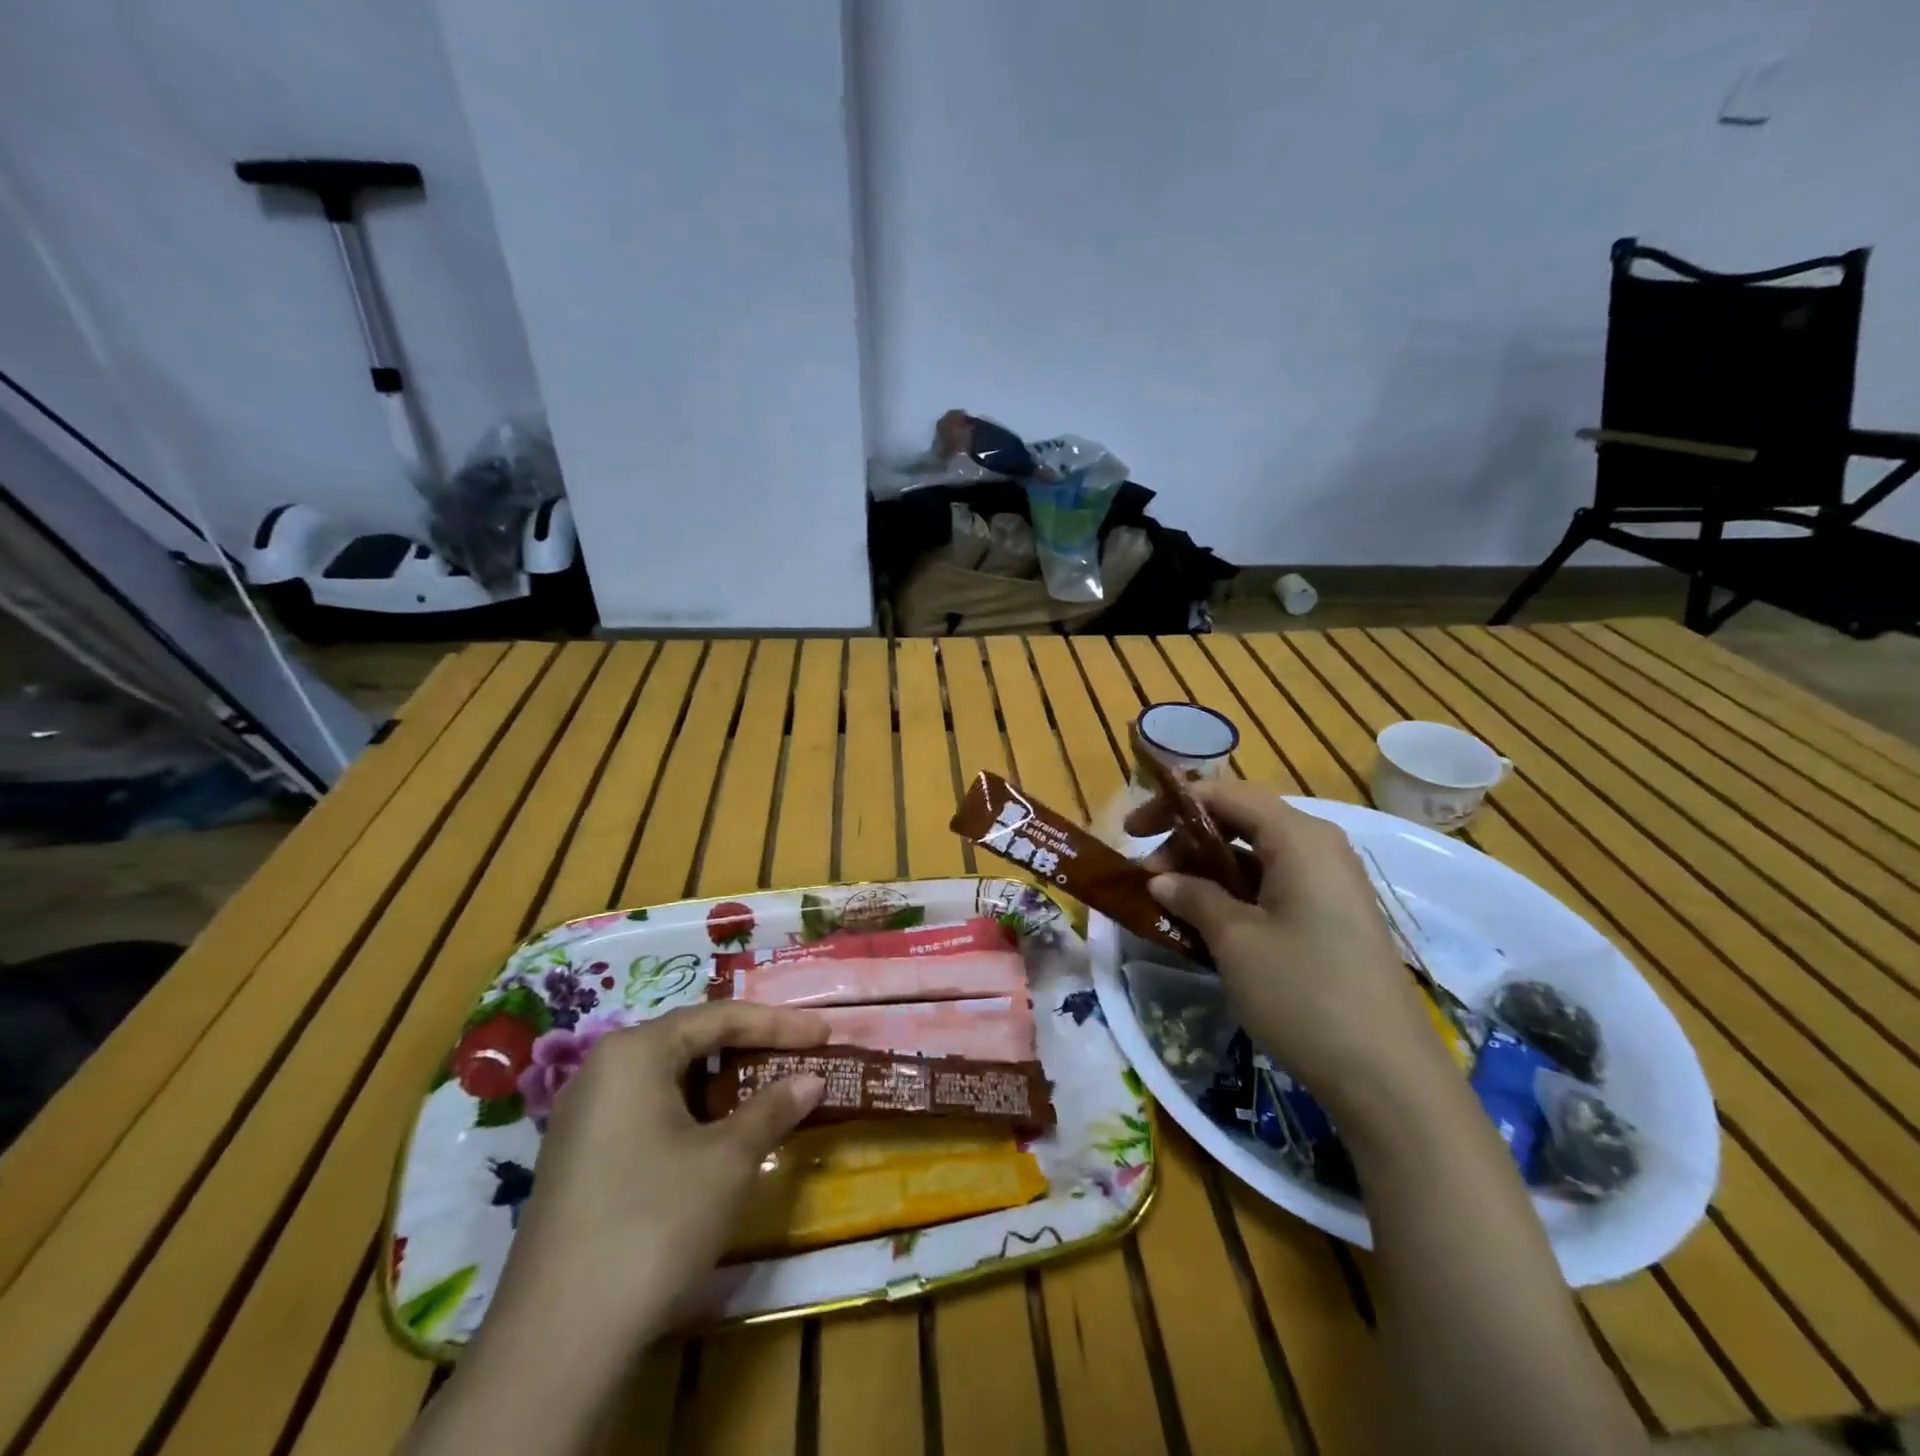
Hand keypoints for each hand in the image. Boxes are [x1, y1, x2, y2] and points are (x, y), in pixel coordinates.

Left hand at [487, 1001, 829, 1344]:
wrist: (557, 1342)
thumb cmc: (654, 1223)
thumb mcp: (728, 1160)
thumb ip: (773, 1108)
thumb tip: (812, 1079)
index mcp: (635, 1052)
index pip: (720, 1017)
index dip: (779, 1023)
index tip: (825, 1031)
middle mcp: (602, 1070)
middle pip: (691, 1041)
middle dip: (750, 1047)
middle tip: (801, 1054)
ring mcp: (584, 1117)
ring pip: (670, 1078)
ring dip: (724, 1083)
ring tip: (770, 1090)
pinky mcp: (580, 1159)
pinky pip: (648, 1111)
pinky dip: (693, 1113)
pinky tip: (721, 1135)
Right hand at [1128, 779, 1452, 1116]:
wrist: (1388, 1077)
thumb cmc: (1304, 993)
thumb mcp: (1236, 941)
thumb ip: (1194, 897)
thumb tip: (1161, 880)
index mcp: (1299, 838)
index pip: (1226, 795)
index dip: (1173, 805)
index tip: (1131, 831)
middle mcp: (1318, 848)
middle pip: (1240, 821)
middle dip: (1187, 842)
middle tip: (1149, 879)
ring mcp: (1329, 884)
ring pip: (1254, 856)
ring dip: (1206, 871)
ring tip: (1169, 902)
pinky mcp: (1331, 917)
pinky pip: (1272, 886)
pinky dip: (1233, 894)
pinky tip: (1205, 924)